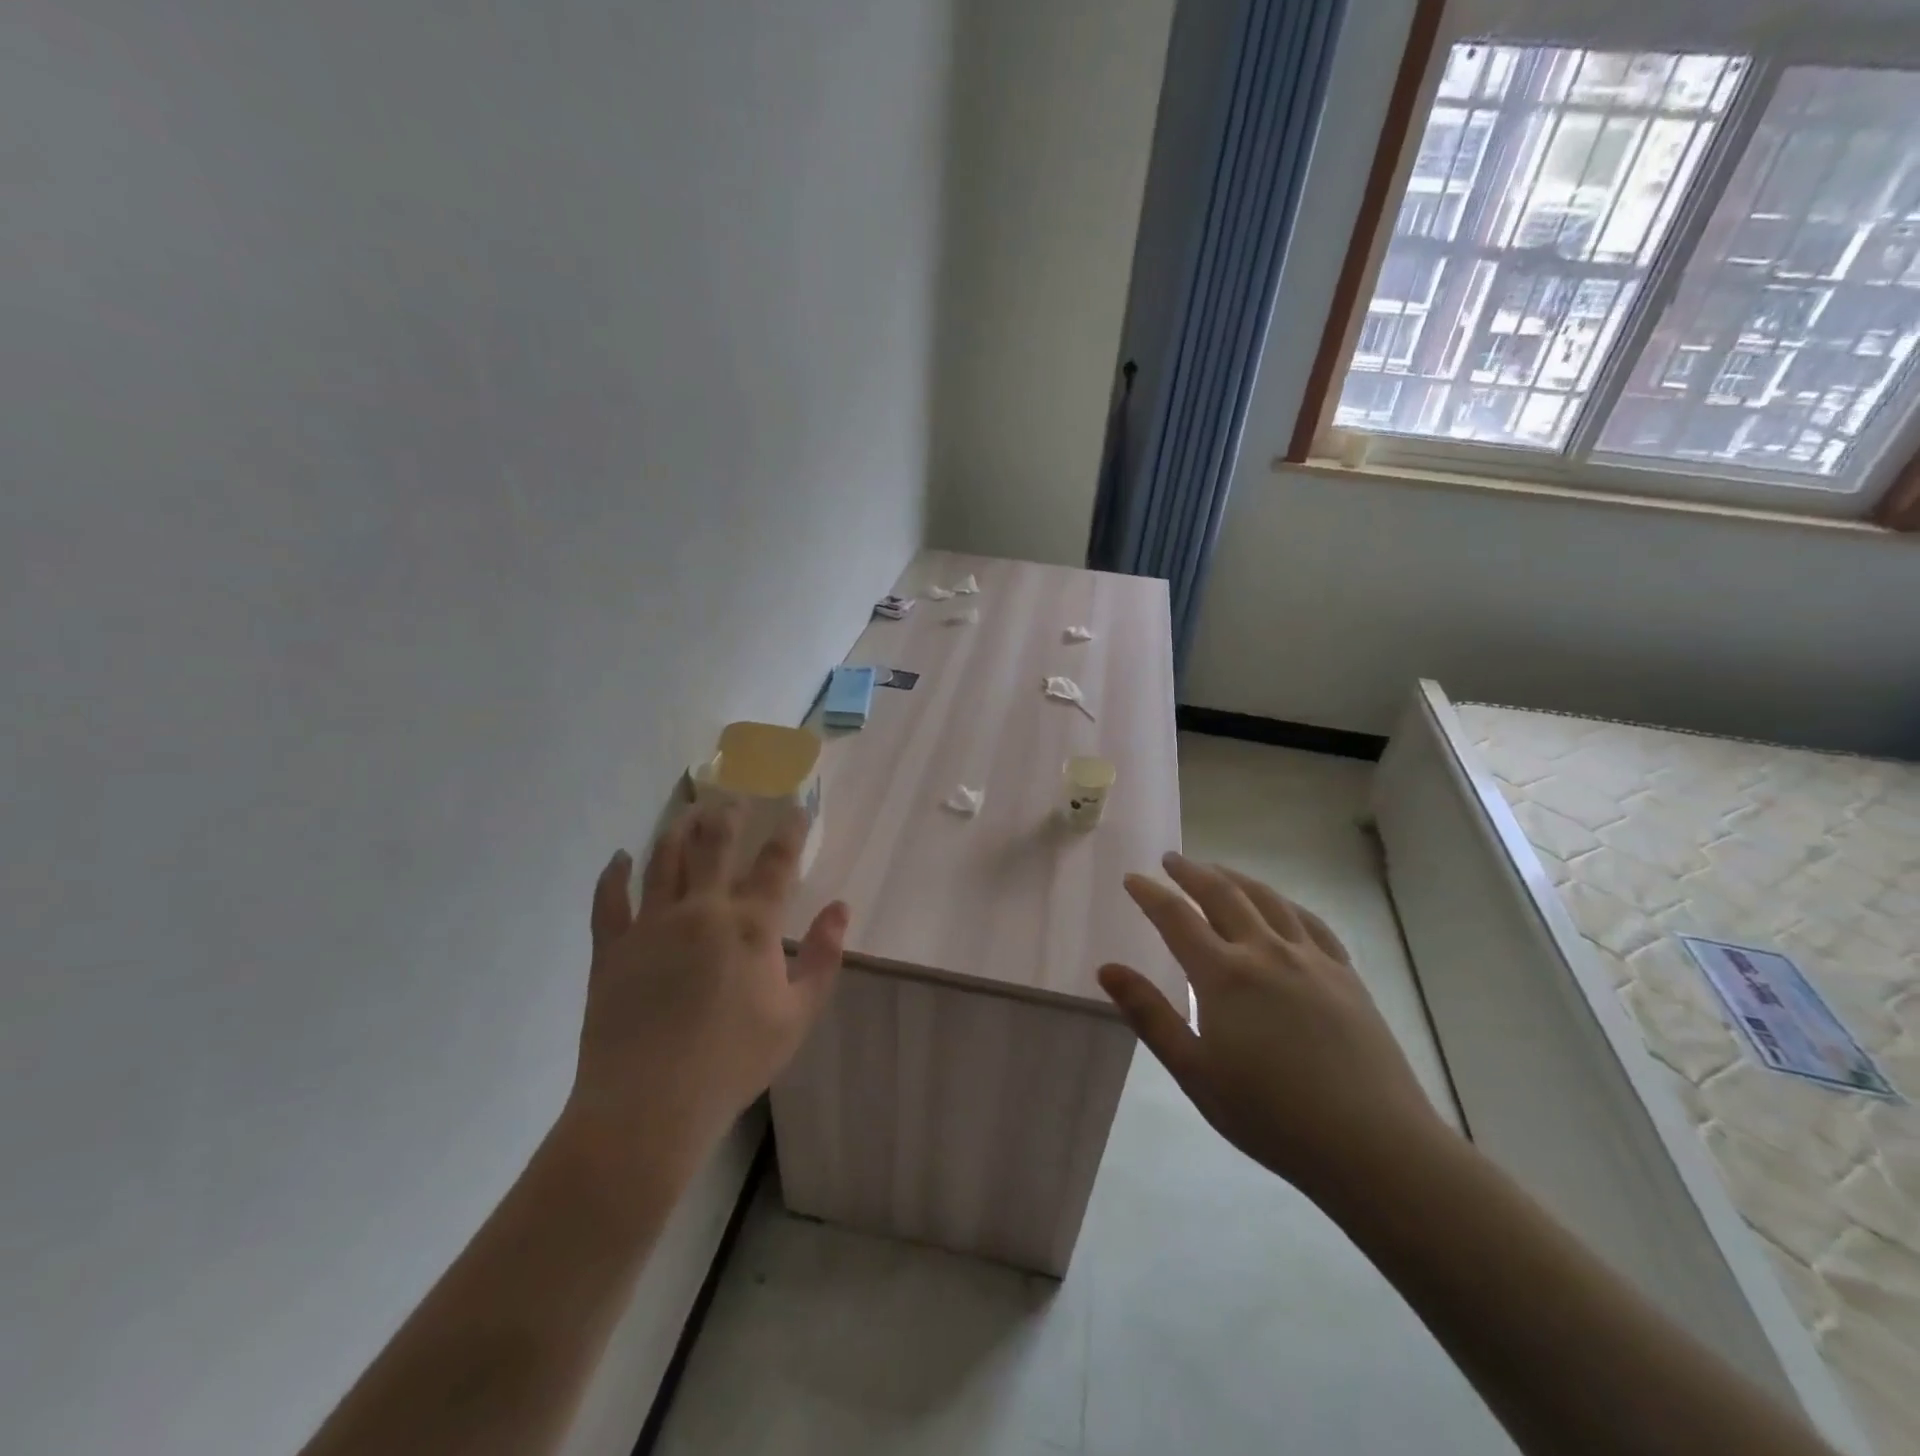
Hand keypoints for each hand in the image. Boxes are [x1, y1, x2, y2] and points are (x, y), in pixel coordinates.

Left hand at [560, 803, 847, 1179]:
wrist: (650, 1105)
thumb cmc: (734, 1061)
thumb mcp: (798, 1015)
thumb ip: (824, 957)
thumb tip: (841, 908)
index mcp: (750, 924)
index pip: (776, 863)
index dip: (790, 832)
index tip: (796, 809)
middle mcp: (701, 909)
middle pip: (714, 846)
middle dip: (727, 816)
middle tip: (732, 797)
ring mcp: (651, 925)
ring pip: (664, 861)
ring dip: (677, 831)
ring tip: (686, 812)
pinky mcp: (612, 948)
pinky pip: (610, 900)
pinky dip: (614, 875)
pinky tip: (620, 859)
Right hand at [1098, 853, 1446, 1204]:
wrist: (1373, 1144)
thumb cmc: (1271, 1115)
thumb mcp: (1195, 1072)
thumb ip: (1149, 1015)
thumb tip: (1107, 969)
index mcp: (1224, 975)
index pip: (1177, 918)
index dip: (1151, 894)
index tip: (1132, 878)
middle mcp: (1266, 952)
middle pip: (1223, 895)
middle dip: (1192, 872)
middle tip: (1171, 859)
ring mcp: (1311, 959)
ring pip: (1267, 899)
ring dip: (1235, 878)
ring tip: (1217, 870)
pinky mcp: (1345, 975)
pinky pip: (1310, 922)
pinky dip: (1285, 903)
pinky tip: (1280, 906)